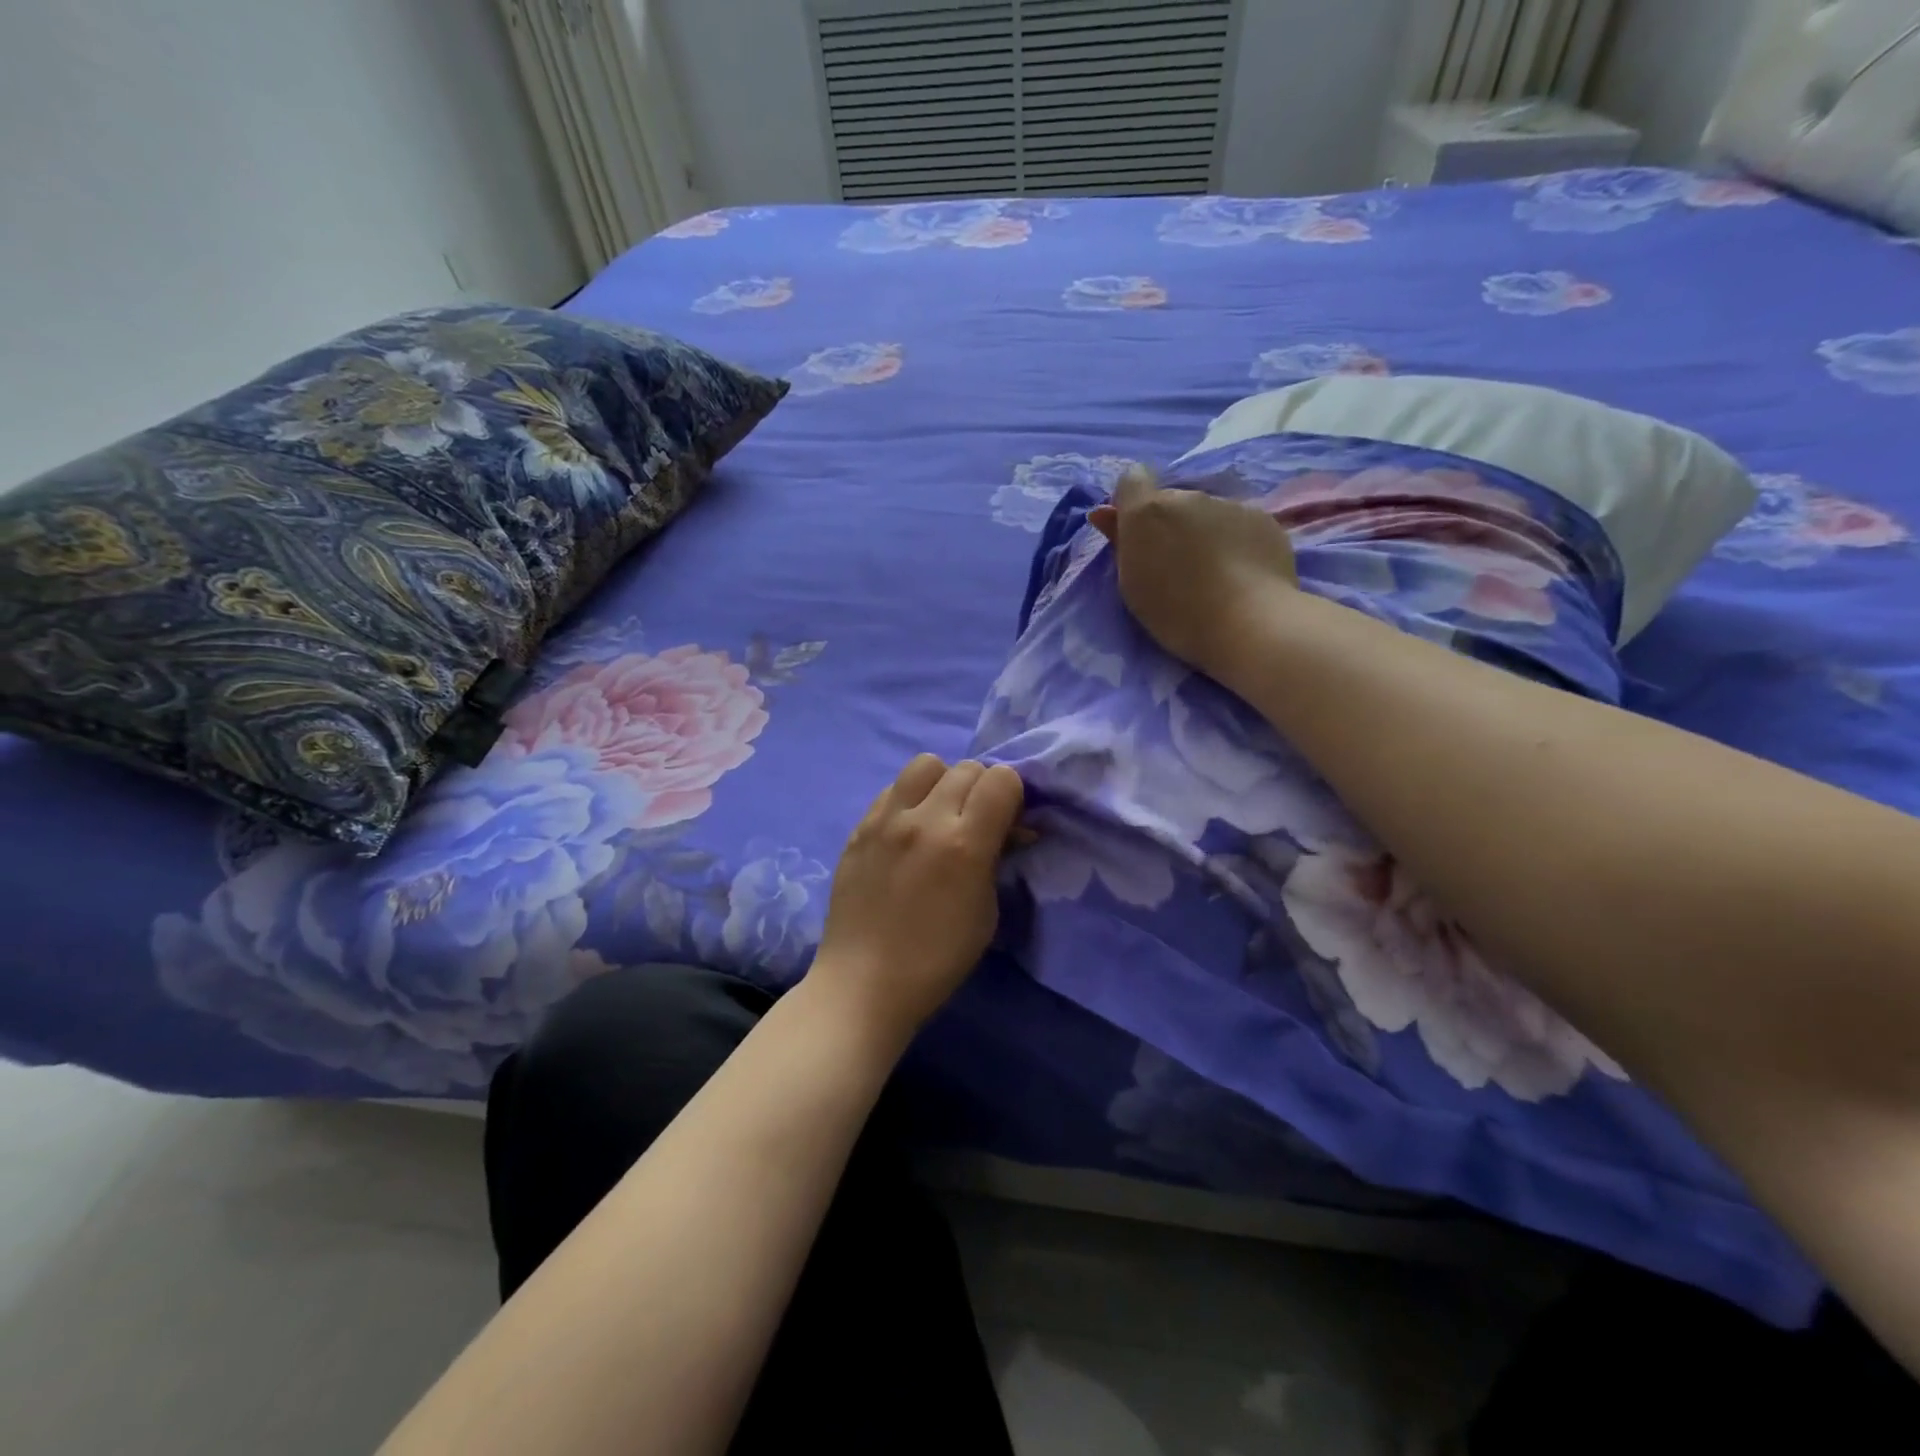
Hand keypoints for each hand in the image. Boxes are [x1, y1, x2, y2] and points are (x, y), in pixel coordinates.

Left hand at [810, 755, 1024, 1043]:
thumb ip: (997, 858)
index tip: (1009, 820)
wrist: (865, 981)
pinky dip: (910, 798)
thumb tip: (1010, 829)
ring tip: (940, 813)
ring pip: (926, 764)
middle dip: (982, 788)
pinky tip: (908, 829)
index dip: (1013, 795)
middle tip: (978, 819)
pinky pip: (893, 788)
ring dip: (943, 781)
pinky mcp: (860, 826)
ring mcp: (886, 819)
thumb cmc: (937, 958)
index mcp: (964, 844)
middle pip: (967, 767)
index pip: (1002, 779)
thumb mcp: (986, 912)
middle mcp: (924, 820)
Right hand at [1088, 464, 1297, 682]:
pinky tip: (1241, 572)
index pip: (1132, 478)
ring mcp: (1229, 504)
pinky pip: (1238, 524)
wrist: (1247, 623)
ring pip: (1207, 512)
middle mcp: (1188, 497)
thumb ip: (1119, 542)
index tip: (1137, 533)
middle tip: (1177, 565)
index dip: (1132, 501)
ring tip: (1213, 573)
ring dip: (1203, 531)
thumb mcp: (1132, 584)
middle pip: (1172, 500)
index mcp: (1148, 511)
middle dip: (1170, 523)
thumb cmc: (1176, 612)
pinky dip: (1235, 541)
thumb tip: (1104, 513)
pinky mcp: (1262, 518)